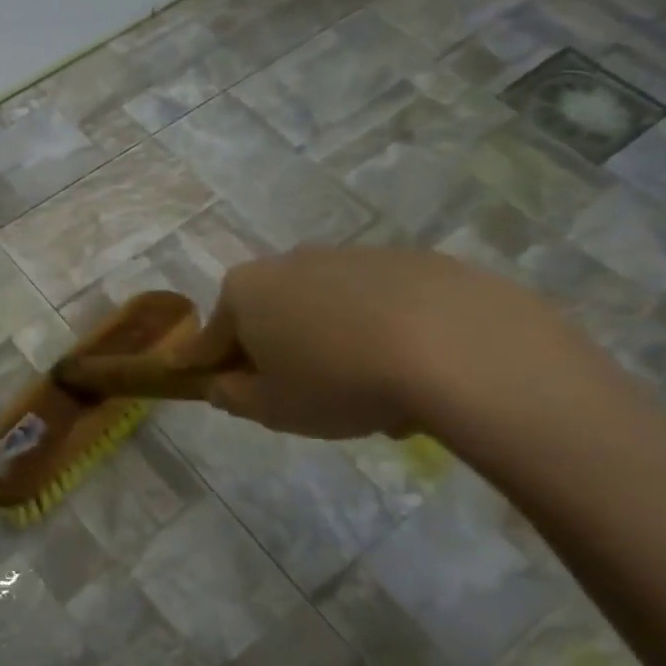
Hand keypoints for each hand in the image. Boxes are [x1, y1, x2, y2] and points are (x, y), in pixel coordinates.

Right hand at [176, 246, 568, 440]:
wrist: (458, 346)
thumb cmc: (338, 381)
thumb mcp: (273, 409)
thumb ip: (233, 398)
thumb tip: (221, 385)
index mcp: (245, 291)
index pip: (210, 336)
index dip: (207, 366)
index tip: (209, 384)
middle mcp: (289, 261)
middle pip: (268, 315)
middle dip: (275, 351)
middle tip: (299, 394)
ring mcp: (351, 255)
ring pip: (324, 309)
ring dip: (329, 343)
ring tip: (367, 393)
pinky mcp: (409, 260)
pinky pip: (375, 303)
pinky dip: (378, 331)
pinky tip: (409, 371)